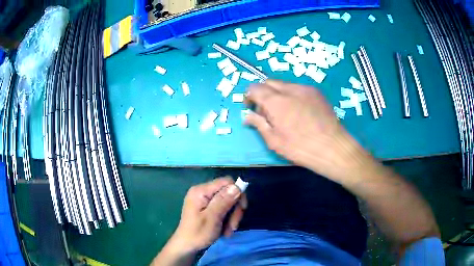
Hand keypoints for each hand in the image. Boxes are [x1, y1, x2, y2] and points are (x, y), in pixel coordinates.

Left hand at [151, 177, 246, 265]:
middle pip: (228, 193)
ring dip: (232, 217)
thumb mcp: (212, 218)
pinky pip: (223, 208)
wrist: (187, 246)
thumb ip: (224, 201)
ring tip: (228, 231)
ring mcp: (205, 200)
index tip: (242, 209)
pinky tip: (225, 230)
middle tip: (233, 225)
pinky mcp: (207, 208)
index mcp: (201, 191)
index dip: (238, 193)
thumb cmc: (198, 233)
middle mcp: (203, 192)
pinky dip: (227, 219)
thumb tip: (237, 186)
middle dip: (234, 209)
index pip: (227, 182)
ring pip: (228, 202)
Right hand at [245, 80, 364, 181]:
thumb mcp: (274, 141)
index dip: (249, 96)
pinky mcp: (316, 92)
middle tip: (266, 111)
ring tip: (284, 112)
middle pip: (268, 82)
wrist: (332, 147)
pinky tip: (298, 110)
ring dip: (277, 94)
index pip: (254, 88)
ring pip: (284, 84)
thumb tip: (247, 116)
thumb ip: (259, 124)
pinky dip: (291, 95)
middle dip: (263, 93)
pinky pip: (297, 88)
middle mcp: (290, 89)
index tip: (251, 108)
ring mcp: (305, 88)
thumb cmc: (300, 148)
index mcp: (276, 101)